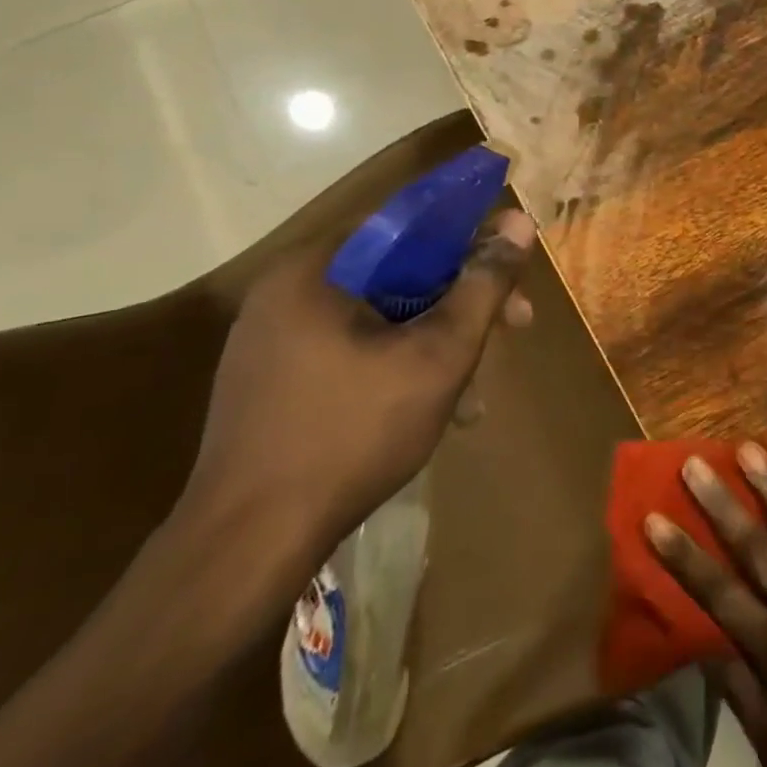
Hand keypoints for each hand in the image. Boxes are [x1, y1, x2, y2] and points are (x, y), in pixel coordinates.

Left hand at [183, 210, 535, 567]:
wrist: (248, 544)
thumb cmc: (352, 433)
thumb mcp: (438, 355)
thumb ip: (483, 285)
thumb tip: (518, 222)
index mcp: (314, 270)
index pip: (408, 223)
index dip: (471, 239)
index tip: (513, 271)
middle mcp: (286, 292)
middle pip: (399, 272)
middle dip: (463, 301)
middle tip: (514, 329)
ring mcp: (273, 339)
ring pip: (381, 315)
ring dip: (437, 340)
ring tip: (475, 390)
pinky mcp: (273, 380)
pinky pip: (354, 348)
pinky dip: (399, 364)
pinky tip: (434, 408)